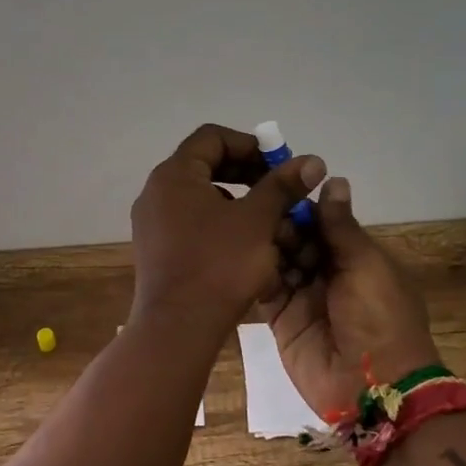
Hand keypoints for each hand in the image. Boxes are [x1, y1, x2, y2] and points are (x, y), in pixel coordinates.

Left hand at [131, 124, 324, 329]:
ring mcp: (152, 223)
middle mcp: (156, 192)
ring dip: (237, 202)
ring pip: (200, 198)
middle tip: (278, 189)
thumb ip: (282, 186)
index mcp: (174, 175)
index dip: (250, 144)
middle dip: (246, 174)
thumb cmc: (219, 265)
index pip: (212, 138)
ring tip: (267, 222)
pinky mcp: (156, 250)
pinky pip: (191, 223)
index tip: (279, 164)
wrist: (177, 327)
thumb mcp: (257, 221)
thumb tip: (312, 160)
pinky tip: (245, 247)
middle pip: (205, 166)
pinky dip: (220, 225)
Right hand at [260, 177, 439, 420]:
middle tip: (257, 212)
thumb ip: (340, 226)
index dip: (301, 205)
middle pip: (297, 239)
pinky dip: (253, 273)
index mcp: (356, 257)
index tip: (275, 183)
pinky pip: (265, 289)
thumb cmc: (379, 317)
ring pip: (278, 260)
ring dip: (265, 246)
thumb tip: (333, 178)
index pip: (322, 222)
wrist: (371, 387)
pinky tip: (236, 255)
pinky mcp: (281, 320)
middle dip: (280, 225)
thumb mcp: (366, 265)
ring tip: (245, 230)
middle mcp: (328, 273)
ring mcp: (303, 297)